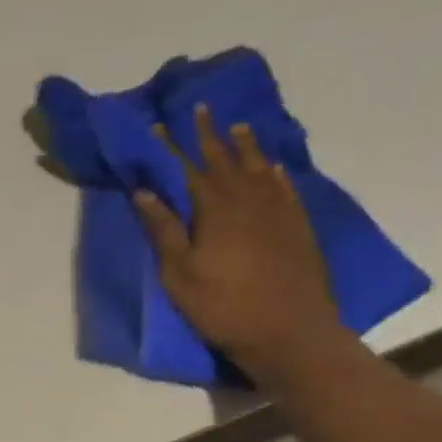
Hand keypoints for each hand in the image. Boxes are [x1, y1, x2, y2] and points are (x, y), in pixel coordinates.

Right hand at [131, 105, 340, 384]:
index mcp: (214, 209)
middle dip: (208, 135)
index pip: (187, 169)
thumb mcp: (179, 274)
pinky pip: (285, 188)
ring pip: (258, 168)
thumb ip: (163, 230)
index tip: (158, 125)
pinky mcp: (297, 227)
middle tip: (200, 109)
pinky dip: (275, 173)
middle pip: (225, 159)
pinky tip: (273, 167)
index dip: (171, 147)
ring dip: (245, 146)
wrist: (288, 331)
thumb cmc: (223, 307)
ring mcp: (277, 211)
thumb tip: (144, 191)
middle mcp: (248, 200)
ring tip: (237, 127)